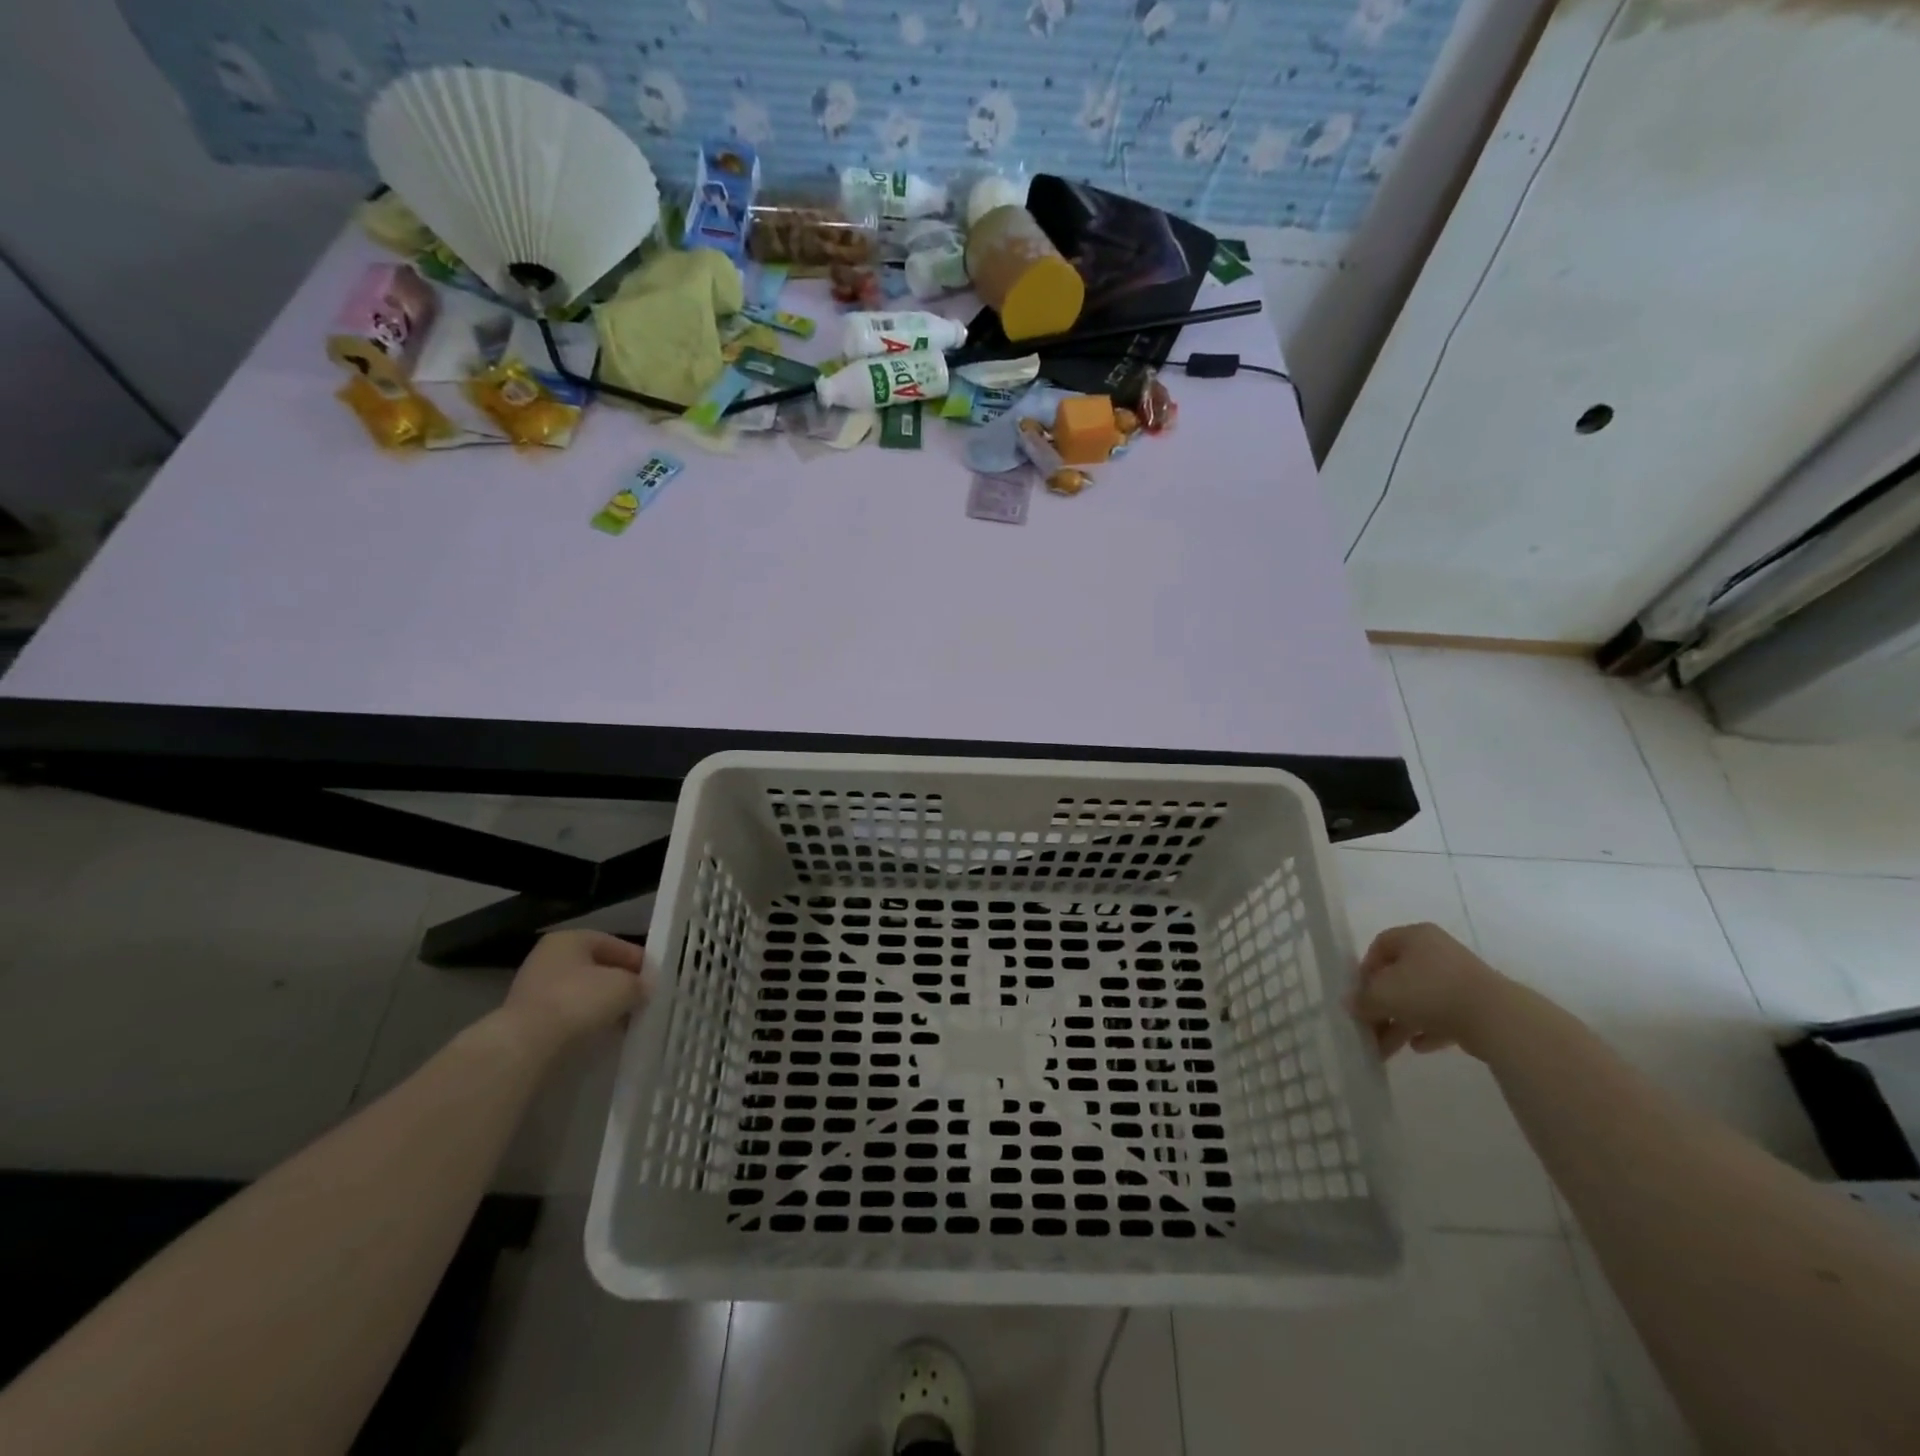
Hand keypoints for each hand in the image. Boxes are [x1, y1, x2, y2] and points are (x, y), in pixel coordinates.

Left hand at [501, 930, 650, 1056]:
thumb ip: (640, 983)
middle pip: (598, 968)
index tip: (657, 981)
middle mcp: (548, 958)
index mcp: (570, 939)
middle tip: (643, 1001)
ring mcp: (534, 989)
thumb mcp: (624, 986)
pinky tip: (602, 1034)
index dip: (639, 961)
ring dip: (605, 1006)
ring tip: (626, 1021)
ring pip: (583, 993)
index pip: (615, 944)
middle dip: (621, 985)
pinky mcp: (528, 1019)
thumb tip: (644, 988)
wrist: (526, 1047)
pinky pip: (568, 1015)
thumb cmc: (579, 1001)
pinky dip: (586, 1022)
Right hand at [1348, 922, 1512, 1060]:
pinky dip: (1427, 1029)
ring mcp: (1460, 978)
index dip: (1365, 970)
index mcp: (1415, 937)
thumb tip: (1350, 1004)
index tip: (1359, 994)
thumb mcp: (1383, 994)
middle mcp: (1438, 951)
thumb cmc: (1429, 991)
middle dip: (1382, 1006)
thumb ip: (1362, 1000)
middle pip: (1399, 977)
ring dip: (1400, 1023)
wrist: (1496, 1017)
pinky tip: (1417, 1047)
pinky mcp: (1477, 1005)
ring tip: (1386, 1049)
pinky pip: (1444, 1015)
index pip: (1380, 946)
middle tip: (1369, 1028)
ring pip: (1420, 999)